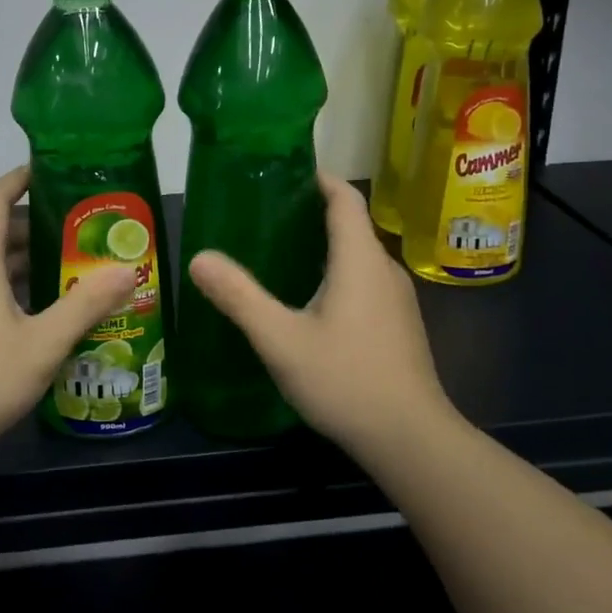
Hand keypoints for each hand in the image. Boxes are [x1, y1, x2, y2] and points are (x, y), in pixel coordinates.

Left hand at [0, 166, 135, 455]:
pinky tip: (34, 316)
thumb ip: (86, 304)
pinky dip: (5, 288)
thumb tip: (126, 270)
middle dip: (34, 229)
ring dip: (22, 263)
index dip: (18, 178)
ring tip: (66, 274)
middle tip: (79, 236)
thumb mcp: (43, 344)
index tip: (50, 173)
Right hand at [187, 173, 453, 453]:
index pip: (346, 198)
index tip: (288, 173)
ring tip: (281, 255)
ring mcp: (397, 300)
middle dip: (314, 213)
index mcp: (360, 260)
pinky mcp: (399, 326)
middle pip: (352, 226)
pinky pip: (366, 282)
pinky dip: (338, 275)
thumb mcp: (281, 339)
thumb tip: (199, 258)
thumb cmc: (345, 380)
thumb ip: (239, 297)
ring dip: (326, 247)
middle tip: (268, 216)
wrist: (411, 440)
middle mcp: (384, 270)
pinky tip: (311, 302)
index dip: (320, 179)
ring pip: (359, 257)